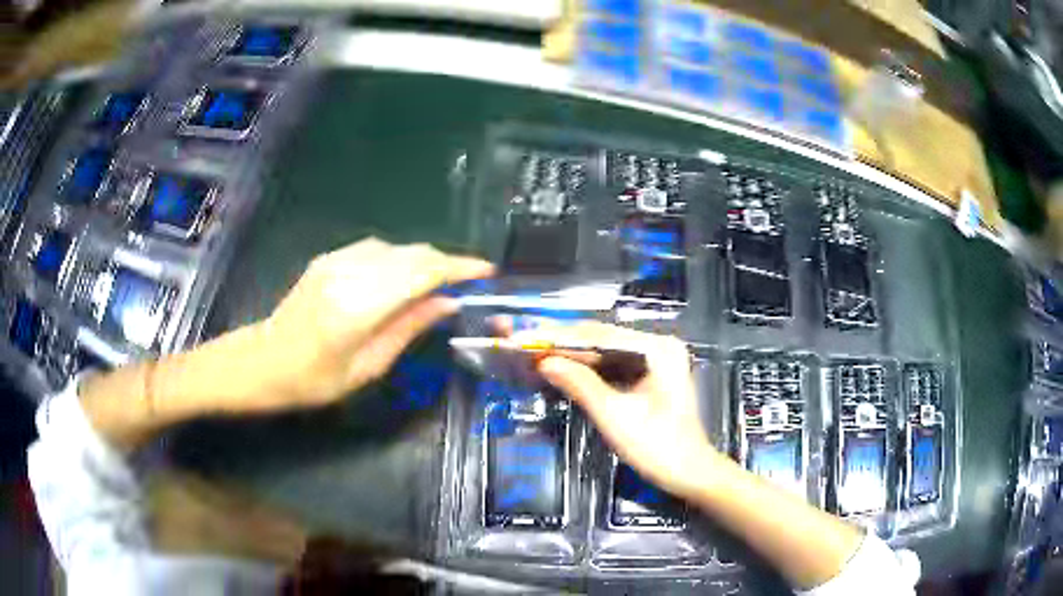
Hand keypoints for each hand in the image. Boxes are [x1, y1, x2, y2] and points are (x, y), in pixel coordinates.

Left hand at [252, 238, 492, 409]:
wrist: (263, 361)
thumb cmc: (313, 380)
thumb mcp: (367, 367)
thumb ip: (409, 328)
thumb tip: (447, 302)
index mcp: (359, 307)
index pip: (421, 272)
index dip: (459, 267)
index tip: (487, 271)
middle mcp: (349, 273)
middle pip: (412, 253)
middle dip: (446, 262)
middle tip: (468, 282)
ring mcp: (335, 261)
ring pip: (396, 248)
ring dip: (423, 260)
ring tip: (439, 283)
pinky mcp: (328, 259)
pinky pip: (376, 249)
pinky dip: (399, 259)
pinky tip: (403, 279)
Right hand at [506, 321, 727, 499]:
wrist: (690, 473)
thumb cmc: (658, 447)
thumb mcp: (615, 416)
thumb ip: (580, 384)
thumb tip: (543, 362)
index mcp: (657, 349)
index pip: (598, 334)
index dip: (556, 336)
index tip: (521, 336)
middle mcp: (656, 345)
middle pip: (599, 338)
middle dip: (557, 341)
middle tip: (517, 338)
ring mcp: (654, 359)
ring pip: (601, 351)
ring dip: (566, 353)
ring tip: (528, 349)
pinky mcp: (648, 374)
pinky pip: (609, 365)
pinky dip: (583, 368)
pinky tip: (556, 365)